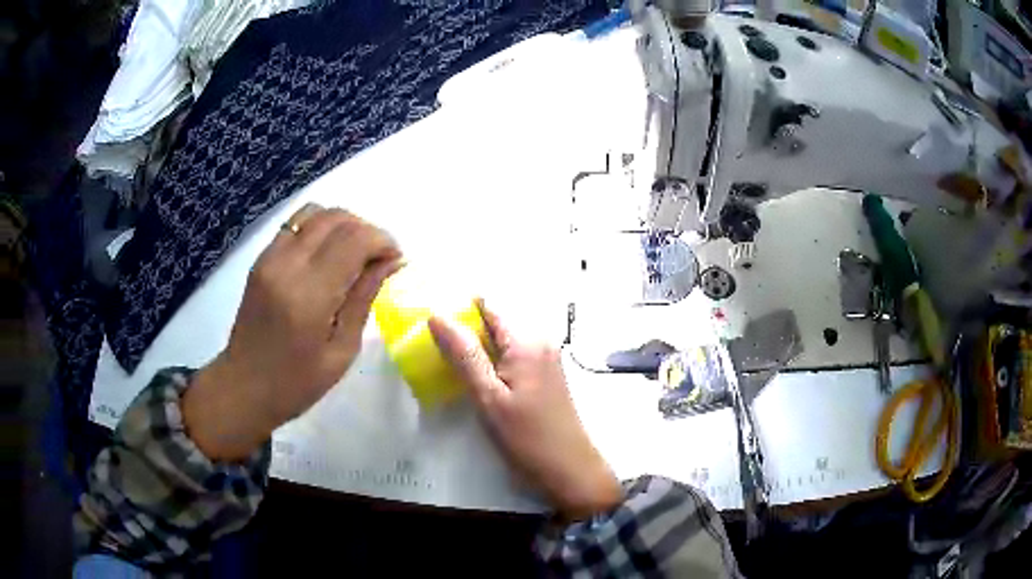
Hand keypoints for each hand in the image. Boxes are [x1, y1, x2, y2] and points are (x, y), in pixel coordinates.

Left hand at [184, 204, 401, 460]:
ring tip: (354, 253)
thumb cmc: (296, 383)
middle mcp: (287, 265)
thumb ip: (364, 298)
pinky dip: (320, 228)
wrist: (243, 387)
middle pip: (336, 218)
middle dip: (367, 230)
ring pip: (315, 213)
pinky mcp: (261, 259)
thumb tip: (392, 262)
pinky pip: (296, 224)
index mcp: (309, 295)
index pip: (354, 240)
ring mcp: (269, 258)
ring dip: (343, 225)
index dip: (383, 241)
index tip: (396, 260)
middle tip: (379, 258)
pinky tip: (328, 256)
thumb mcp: (341, 351)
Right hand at [429, 302, 621, 520]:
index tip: (430, 320)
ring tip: (448, 363)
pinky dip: (492, 363)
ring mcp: (545, 359)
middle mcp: (540, 341)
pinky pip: (513, 357)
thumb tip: (437, 316)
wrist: (569, 469)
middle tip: (433, 347)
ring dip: (477, 349)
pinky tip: (475, 379)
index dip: (458, 309)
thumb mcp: (489, 397)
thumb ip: (464, 355)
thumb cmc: (527, 436)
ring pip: (502, 342)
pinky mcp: (545, 375)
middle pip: (495, 323)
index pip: (488, 307)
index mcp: (526, 341)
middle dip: (465, 331)